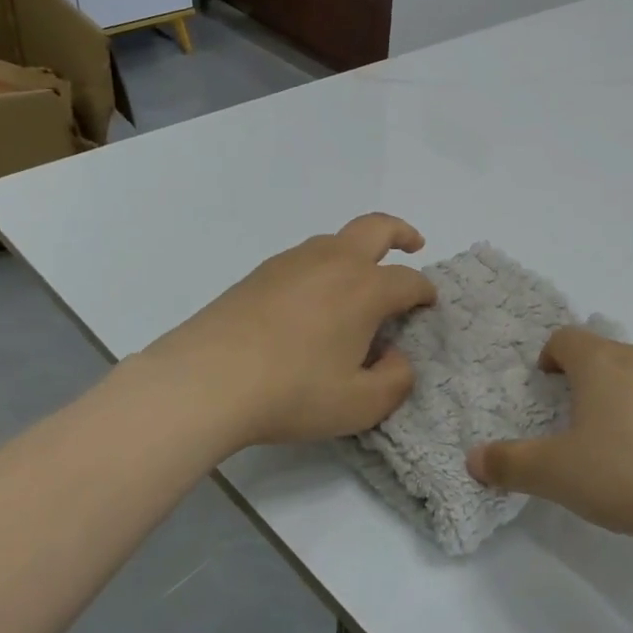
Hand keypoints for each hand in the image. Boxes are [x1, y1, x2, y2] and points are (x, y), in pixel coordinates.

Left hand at [131, 213, 437, 449]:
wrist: (205, 381)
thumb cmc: (292, 392)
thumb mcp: (360, 405)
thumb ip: (395, 381)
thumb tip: (396, 357)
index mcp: (365, 288)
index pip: (409, 281)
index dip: (425, 292)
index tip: (428, 306)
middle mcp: (334, 262)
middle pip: (377, 228)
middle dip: (402, 232)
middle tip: (414, 245)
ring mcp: (293, 262)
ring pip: (336, 239)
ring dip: (359, 249)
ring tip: (360, 281)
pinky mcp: (259, 273)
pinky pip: (305, 257)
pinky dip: (324, 265)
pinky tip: (314, 299)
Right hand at [466, 328, 632, 544]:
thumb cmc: (628, 473)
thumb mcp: (557, 475)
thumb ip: (511, 464)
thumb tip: (473, 460)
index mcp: (601, 364)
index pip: (567, 338)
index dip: (551, 354)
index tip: (546, 379)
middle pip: (607, 354)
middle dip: (588, 378)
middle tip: (578, 417)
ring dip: (627, 396)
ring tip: (622, 441)